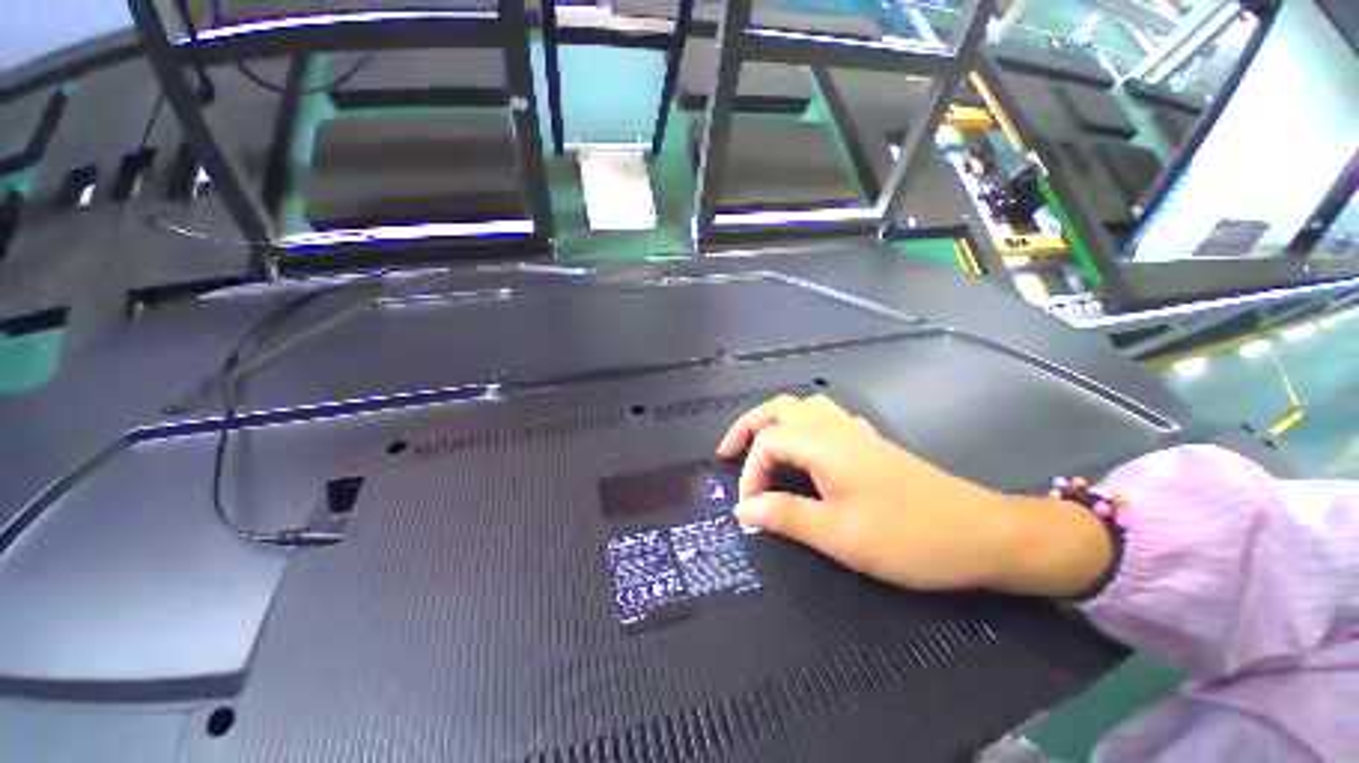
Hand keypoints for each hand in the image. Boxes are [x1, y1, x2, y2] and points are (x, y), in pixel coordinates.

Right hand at [717, 395, 1112, 596]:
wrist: (984, 534)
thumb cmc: (909, 537)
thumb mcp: (839, 534)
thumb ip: (785, 516)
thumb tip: (742, 510)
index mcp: (823, 443)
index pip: (767, 443)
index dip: (749, 473)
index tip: (749, 510)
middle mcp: (835, 427)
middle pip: (779, 408)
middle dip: (748, 426)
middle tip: (728, 451)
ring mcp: (855, 432)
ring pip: (802, 408)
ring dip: (774, 422)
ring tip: (759, 446)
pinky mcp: (869, 443)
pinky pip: (824, 419)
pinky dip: (801, 427)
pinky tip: (804, 451)